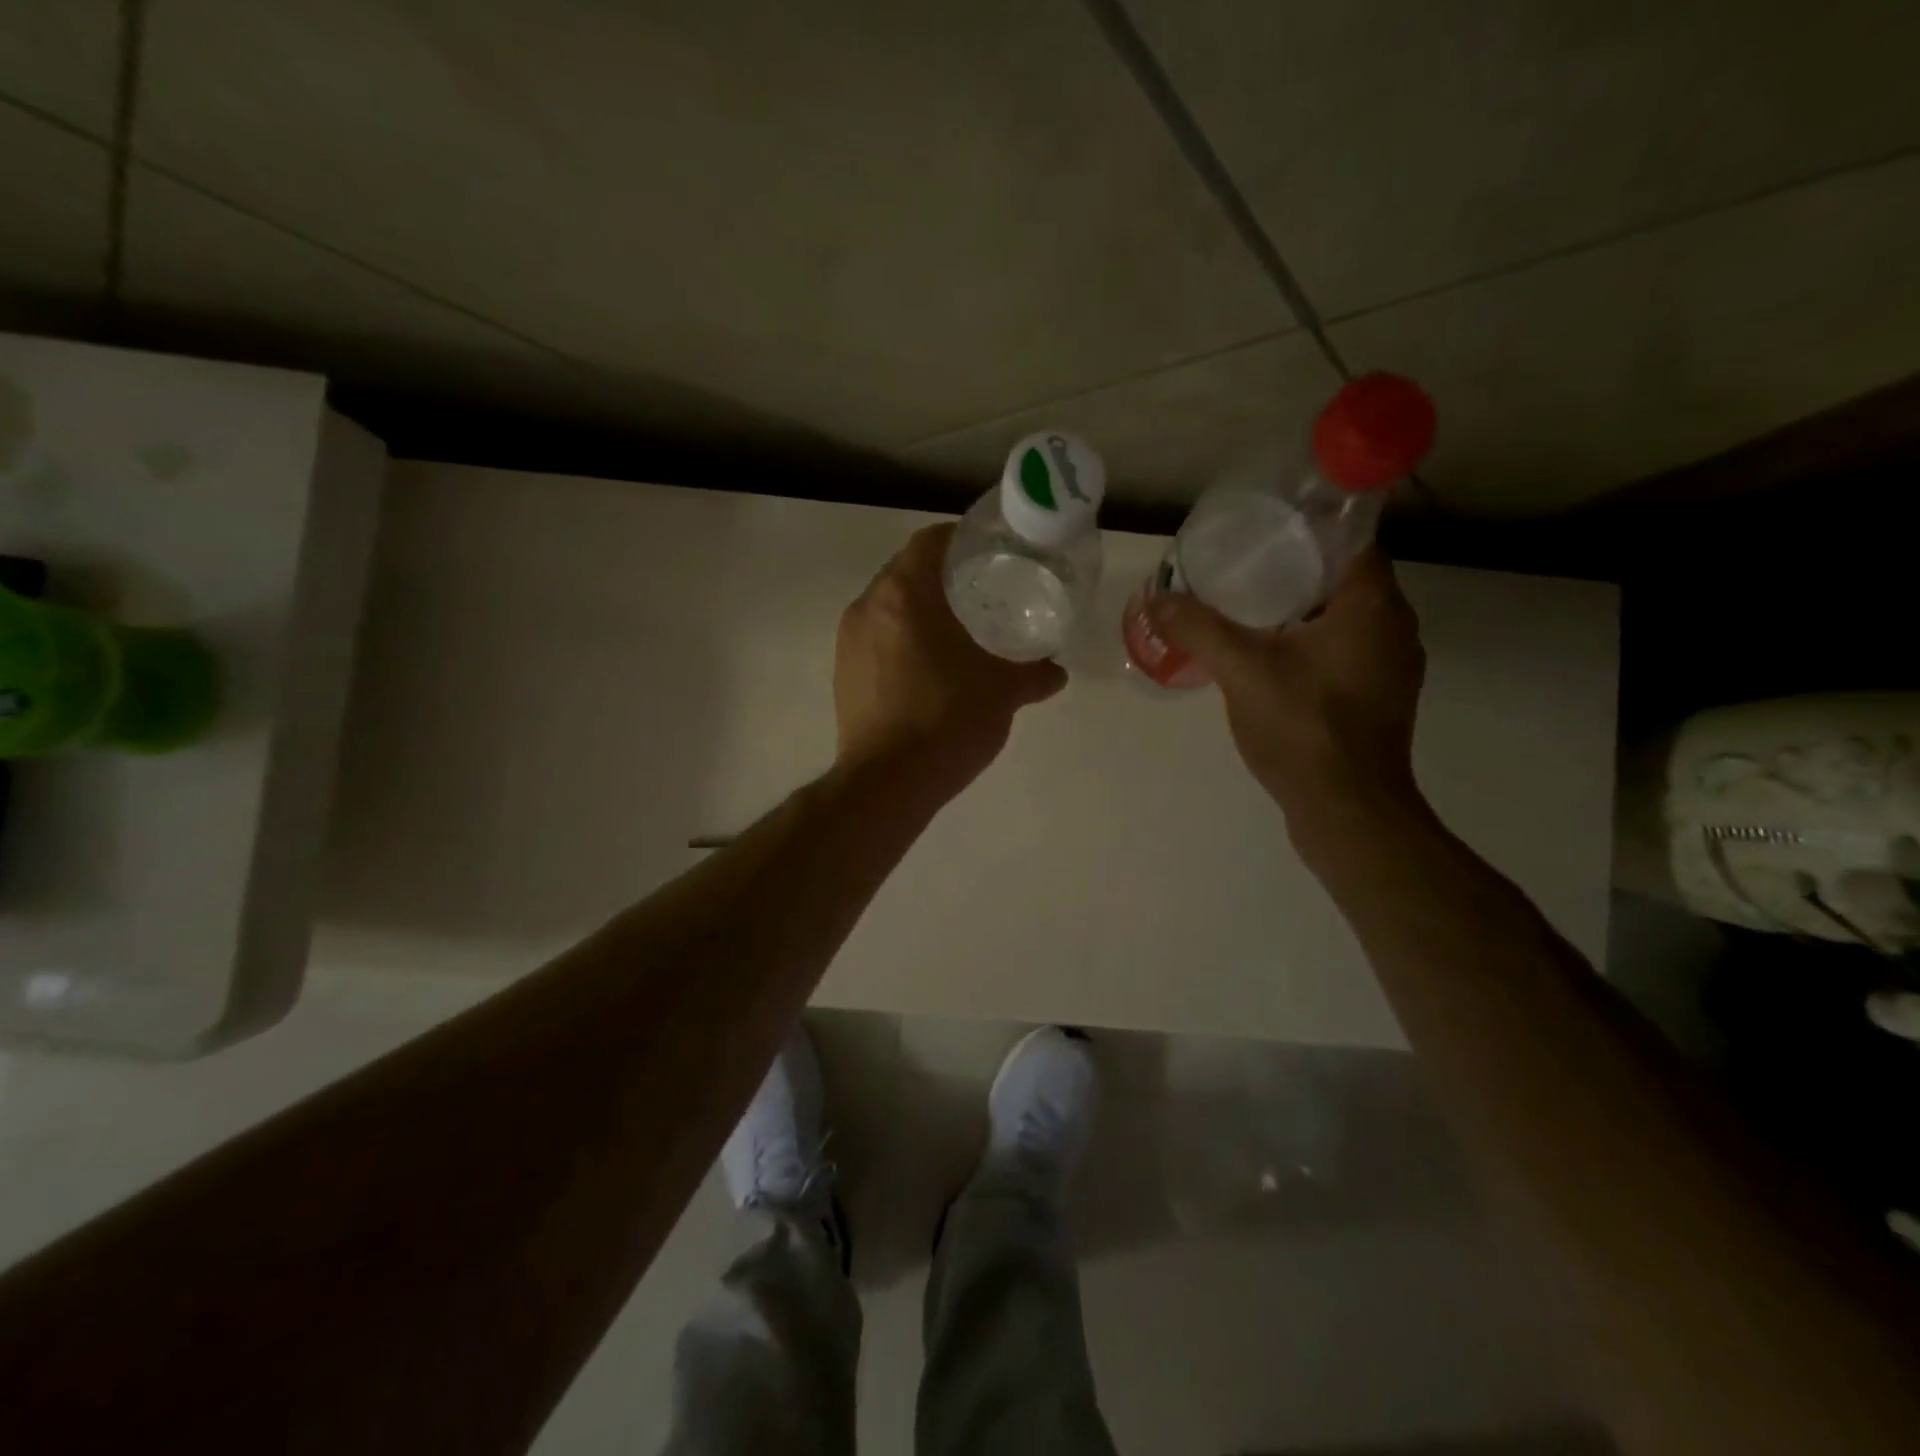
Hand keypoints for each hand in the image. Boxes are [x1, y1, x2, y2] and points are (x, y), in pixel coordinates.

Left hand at [835, 523, 1065, 796]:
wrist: (888, 782)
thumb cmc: (948, 719)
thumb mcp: (1002, 692)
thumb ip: (1033, 674)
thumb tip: (1056, 672)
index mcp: (903, 593)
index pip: (930, 541)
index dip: (961, 540)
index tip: (990, 552)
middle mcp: (867, 606)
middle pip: (906, 571)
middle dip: (943, 576)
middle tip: (982, 591)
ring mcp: (848, 641)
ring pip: (888, 607)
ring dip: (919, 610)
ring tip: (957, 629)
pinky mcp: (842, 674)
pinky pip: (875, 639)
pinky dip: (901, 640)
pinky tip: (929, 668)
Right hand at [1146, 550, 1426, 829]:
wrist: (1346, 809)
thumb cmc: (1304, 728)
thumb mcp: (1242, 671)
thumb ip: (1199, 629)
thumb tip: (1156, 598)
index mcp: (1373, 605)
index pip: (1348, 540)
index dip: (1305, 530)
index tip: (1259, 533)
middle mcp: (1393, 627)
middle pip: (1341, 578)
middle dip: (1292, 569)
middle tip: (1238, 569)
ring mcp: (1390, 666)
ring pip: (1341, 618)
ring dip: (1299, 610)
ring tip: (1244, 609)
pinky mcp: (1377, 697)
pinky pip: (1340, 650)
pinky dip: (1308, 643)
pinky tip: (1267, 657)